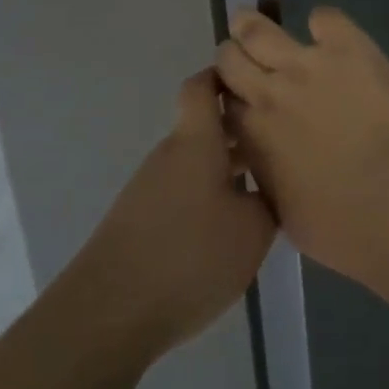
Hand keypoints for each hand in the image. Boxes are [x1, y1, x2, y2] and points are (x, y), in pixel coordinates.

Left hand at [69, 70, 275, 362]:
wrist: (109, 312)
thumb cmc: (189, 257)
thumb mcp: (252, 231)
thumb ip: (267, 199)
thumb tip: (268, 185)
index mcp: (196, 141)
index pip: (202, 86)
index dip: (225, 76)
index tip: (254, 81)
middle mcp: (171, 154)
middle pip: (205, 126)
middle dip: (240, 130)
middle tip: (279, 143)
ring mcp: (151, 186)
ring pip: (196, 161)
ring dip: (226, 167)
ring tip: (263, 190)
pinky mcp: (140, 219)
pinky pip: (183, 191)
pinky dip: (207, 196)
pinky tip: (228, 228)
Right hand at [216, 6, 388, 280]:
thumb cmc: (346, 229)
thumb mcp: (286, 215)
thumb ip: (267, 177)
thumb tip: (265, 162)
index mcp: (251, 136)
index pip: (222, 102)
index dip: (228, 98)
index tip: (237, 99)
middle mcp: (268, 92)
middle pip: (230, 58)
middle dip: (233, 57)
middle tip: (244, 58)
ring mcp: (306, 63)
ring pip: (258, 29)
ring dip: (251, 24)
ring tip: (254, 21)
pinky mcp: (347, 46)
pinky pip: (324, 18)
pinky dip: (322, 23)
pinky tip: (329, 34)